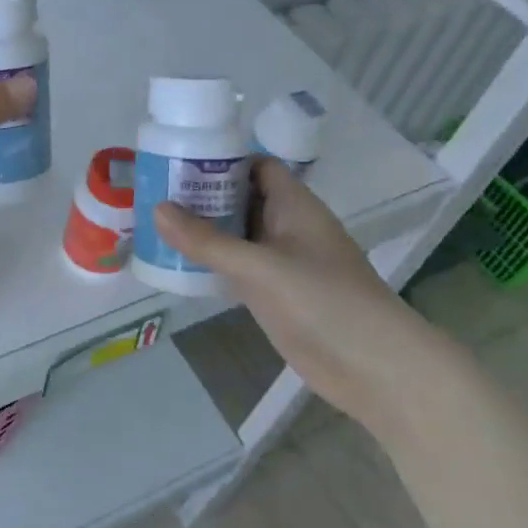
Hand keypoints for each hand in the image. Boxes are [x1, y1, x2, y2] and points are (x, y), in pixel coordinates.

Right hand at [154, 158, 448, 428]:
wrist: (375, 369)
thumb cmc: (324, 303)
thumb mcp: (260, 268)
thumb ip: (208, 241)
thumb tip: (157, 209)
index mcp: (294, 206)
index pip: (256, 166)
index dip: (221, 159)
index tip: (177, 159)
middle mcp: (288, 227)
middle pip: (241, 199)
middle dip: (202, 194)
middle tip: (153, 191)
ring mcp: (282, 262)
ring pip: (237, 234)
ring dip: (203, 229)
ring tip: (155, 223)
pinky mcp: (276, 294)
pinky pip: (237, 267)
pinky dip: (211, 261)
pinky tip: (178, 263)